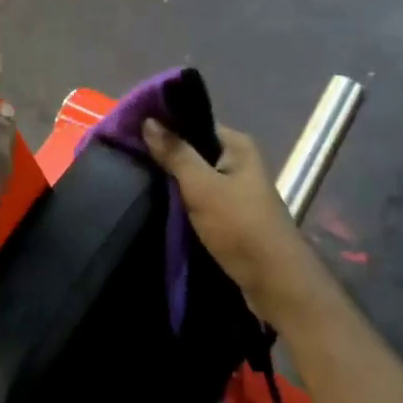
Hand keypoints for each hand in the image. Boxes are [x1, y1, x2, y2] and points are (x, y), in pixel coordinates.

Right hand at [142, 118, 332, 330]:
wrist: (274, 282)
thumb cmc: (239, 226)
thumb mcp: (202, 187)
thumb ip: (175, 153)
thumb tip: (149, 120)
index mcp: (238, 145)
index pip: (195, 123)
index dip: (165, 125)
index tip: (131, 129)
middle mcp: (240, 162)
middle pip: (195, 150)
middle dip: (166, 154)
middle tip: (128, 156)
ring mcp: (237, 190)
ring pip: (196, 177)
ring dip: (173, 180)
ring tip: (136, 177)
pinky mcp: (231, 215)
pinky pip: (201, 199)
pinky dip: (183, 200)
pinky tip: (158, 203)